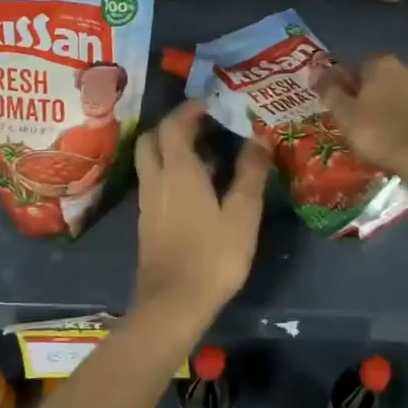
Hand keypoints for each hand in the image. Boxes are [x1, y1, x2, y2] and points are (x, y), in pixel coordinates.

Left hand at [131, 101, 272, 321]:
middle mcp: (156, 179)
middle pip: (153, 138)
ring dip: (171, 148)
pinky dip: (171, 171)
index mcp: (178, 170)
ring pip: (151, 160)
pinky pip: (155, 181)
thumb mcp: (242, 214)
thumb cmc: (213, 256)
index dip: (191, 109)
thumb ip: (251, 173)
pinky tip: (197, 187)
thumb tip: (259, 137)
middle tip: (205, 125)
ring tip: (207, 153)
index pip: (175, 124)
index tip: (213, 104)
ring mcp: (148, 201)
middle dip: (175, 124)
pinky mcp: (147, 221)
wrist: (173, 304)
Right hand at [323, 54, 407, 187]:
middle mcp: (406, 67)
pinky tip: (398, 134)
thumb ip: (331, 91)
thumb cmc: (379, 132)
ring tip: (378, 129)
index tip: (339, 104)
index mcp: (381, 63)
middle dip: (368, 93)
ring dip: (388, 104)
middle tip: (356, 118)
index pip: (356, 66)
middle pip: (379, 77)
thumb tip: (319, 74)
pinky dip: (404, 116)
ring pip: (398, 92)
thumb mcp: (345, 115)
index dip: (345, 84)